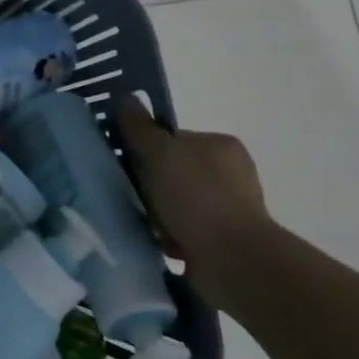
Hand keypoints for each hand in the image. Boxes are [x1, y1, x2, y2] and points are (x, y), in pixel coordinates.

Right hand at [116, 99, 272, 310]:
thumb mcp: (160, 153)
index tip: (128, 165)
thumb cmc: (197, 197)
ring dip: (157, 213)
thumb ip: (140, 127)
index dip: (146, 150)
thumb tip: (126, 98)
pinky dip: (169, 236)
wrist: (232, 259)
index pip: (173, 139)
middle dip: (150, 184)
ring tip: (141, 222)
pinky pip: (184, 232)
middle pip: (173, 172)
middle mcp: (231, 174)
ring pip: (176, 203)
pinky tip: (156, 241)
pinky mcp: (225, 242)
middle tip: (130, 194)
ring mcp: (231, 210)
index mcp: (221, 146)